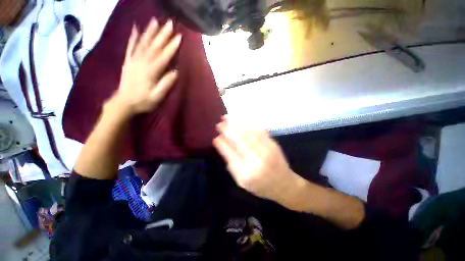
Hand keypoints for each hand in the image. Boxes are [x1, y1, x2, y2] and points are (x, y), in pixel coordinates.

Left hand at [115, 18, 181, 114]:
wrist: (123, 103)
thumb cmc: (143, 101)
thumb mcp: (157, 97)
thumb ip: (166, 84)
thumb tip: (176, 72)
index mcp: (151, 72)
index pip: (163, 56)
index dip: (172, 46)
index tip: (179, 36)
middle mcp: (142, 62)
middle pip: (153, 46)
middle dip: (162, 34)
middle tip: (169, 23)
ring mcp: (133, 61)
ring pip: (142, 43)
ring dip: (149, 32)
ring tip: (155, 21)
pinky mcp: (128, 61)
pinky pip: (130, 47)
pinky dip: (133, 37)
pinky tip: (136, 28)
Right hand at [213, 117, 303, 206]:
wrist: (284, 185)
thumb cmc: (261, 185)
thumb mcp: (242, 181)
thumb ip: (231, 164)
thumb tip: (222, 145)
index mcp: (247, 173)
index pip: (231, 154)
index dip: (222, 144)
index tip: (216, 137)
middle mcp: (257, 160)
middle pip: (240, 140)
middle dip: (228, 130)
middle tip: (220, 123)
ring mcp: (267, 150)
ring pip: (249, 133)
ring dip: (237, 124)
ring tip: (228, 117)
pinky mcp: (273, 144)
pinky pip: (259, 130)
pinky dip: (249, 124)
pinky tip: (242, 119)